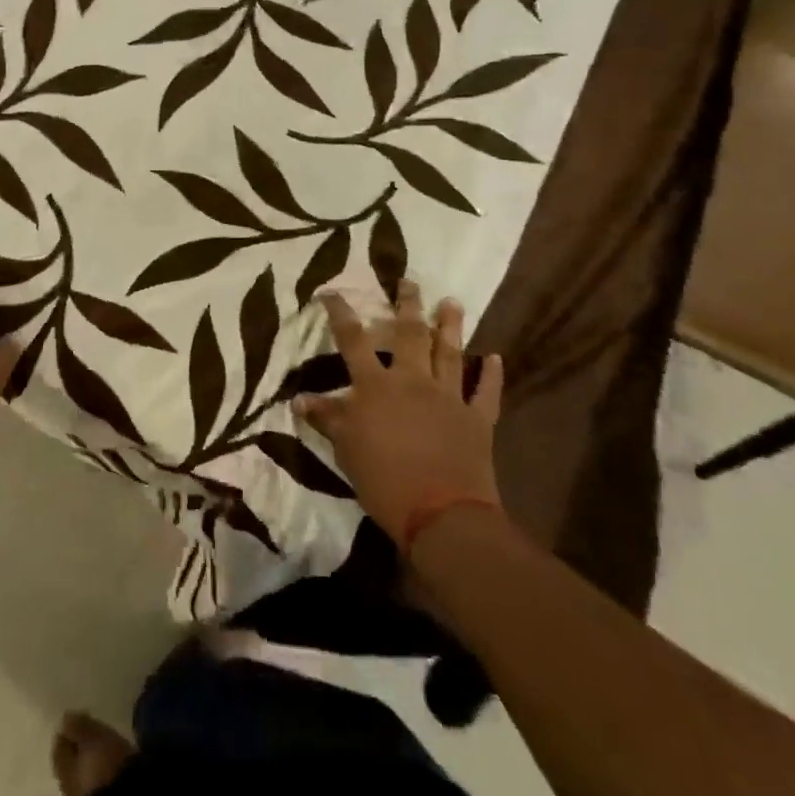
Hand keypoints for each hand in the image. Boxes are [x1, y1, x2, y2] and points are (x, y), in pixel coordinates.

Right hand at [295, 282, 503, 551]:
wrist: (442, 514)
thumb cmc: (384, 480)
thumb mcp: (345, 449)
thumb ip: (326, 418)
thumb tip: (299, 398)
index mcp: (376, 386)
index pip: (353, 340)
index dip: (341, 313)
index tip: (332, 291)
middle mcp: (412, 381)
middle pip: (410, 334)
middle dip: (408, 305)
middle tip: (410, 281)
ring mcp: (449, 398)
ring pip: (450, 353)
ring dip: (450, 327)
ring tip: (452, 302)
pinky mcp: (477, 420)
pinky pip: (487, 393)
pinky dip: (492, 375)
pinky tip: (495, 358)